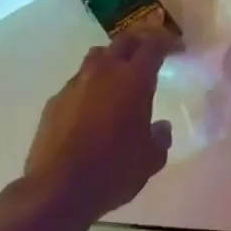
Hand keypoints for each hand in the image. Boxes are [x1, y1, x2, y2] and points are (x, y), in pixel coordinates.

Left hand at [24, 28, 176, 222]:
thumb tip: (160, 127)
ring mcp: (76, 84)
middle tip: (149, 52)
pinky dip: (89, 87)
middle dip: (140, 41)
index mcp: (134, 80)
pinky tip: (91, 109)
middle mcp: (104, 72)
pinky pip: (77, 83)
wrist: (57, 189)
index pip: (153, 45)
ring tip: (118, 76)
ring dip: (111, 59)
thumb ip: (160, 137)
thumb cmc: (113, 171)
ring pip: (97, 57)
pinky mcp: (55, 100)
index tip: (175, 48)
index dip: (166, 42)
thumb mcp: (151, 160)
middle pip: (124, 41)